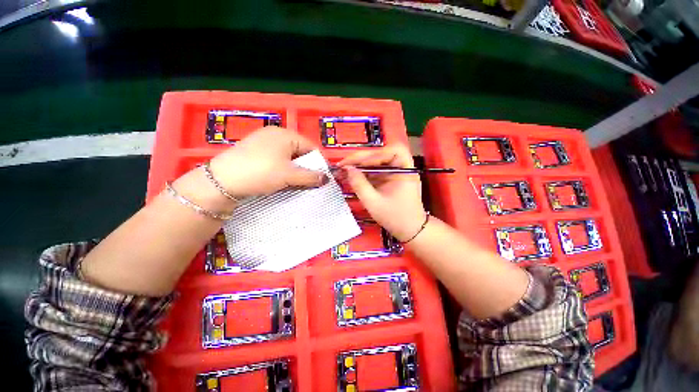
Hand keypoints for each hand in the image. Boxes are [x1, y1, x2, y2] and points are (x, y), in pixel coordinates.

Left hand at [209, 126, 326, 197]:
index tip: (322, 178)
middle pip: (300, 152)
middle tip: (309, 183)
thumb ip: (311, 177)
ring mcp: (263, 142)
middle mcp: (275, 134)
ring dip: (295, 170)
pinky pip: (276, 159)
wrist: (221, 181)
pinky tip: (280, 179)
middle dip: (306, 167)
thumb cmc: (261, 172)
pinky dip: (283, 169)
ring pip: (288, 157)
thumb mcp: (289, 175)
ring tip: (295, 183)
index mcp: (286, 134)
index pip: (311, 147)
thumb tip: (327, 179)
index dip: (319, 163)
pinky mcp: (254, 151)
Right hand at [337, 146, 426, 241]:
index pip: (393, 150)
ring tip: (345, 170)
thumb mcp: (374, 203)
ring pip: (377, 161)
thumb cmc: (395, 218)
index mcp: (405, 170)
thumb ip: (359, 185)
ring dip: (361, 165)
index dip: (375, 154)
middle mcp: (402, 167)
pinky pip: (376, 171)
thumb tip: (347, 169)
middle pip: (382, 154)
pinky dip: (364, 173)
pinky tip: (353, 176)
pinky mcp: (390, 179)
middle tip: (344, 164)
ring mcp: (395, 173)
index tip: (357, 164)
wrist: (409, 230)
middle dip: (362, 158)